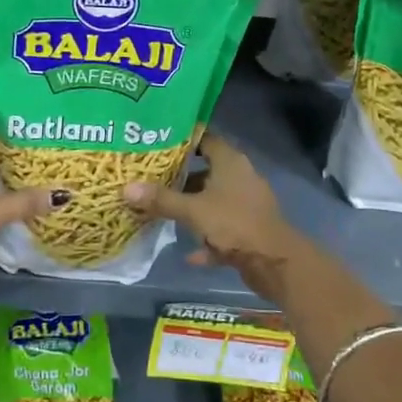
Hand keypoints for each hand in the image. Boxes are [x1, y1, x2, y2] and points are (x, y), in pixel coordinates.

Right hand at [123, 134, 313, 302]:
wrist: (275, 262)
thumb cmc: (233, 224)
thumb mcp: (193, 210)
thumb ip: (161, 199)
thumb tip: (126, 188)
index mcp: (230, 162)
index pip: (205, 139)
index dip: (183, 141)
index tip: (158, 145)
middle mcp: (240, 177)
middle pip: (208, 170)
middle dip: (182, 177)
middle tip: (152, 178)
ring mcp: (247, 204)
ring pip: (214, 200)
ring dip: (193, 208)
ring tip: (164, 211)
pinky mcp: (250, 229)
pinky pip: (222, 228)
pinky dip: (208, 238)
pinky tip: (190, 253)